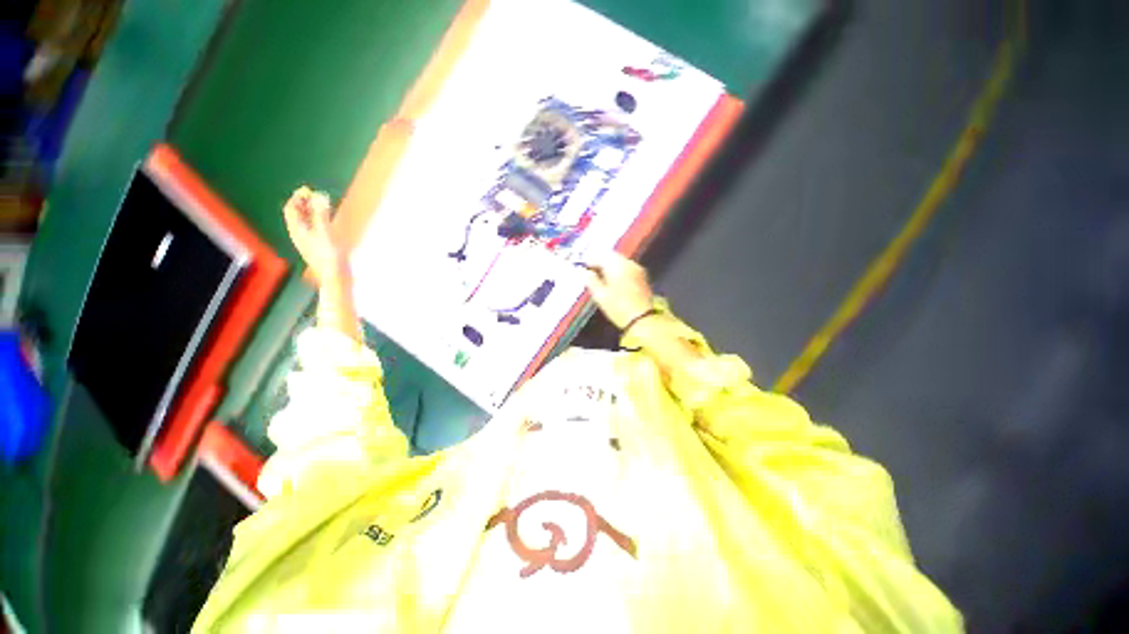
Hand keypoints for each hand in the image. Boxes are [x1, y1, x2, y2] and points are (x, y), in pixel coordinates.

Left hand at [283, 186, 348, 284]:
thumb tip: (319, 195)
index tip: (308, 189)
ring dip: (312, 211)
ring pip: (307, 222)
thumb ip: (321, 214)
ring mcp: (310, 242)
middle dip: (304, 203)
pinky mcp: (320, 247)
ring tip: (322, 204)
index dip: (297, 197)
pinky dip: (319, 220)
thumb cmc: (329, 256)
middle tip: (315, 194)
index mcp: (297, 230)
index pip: (291, 209)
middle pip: (298, 215)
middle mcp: (300, 235)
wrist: (336, 277)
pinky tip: (328, 220)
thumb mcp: (325, 232)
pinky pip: (316, 229)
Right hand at [584, 252, 654, 328]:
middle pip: (611, 256)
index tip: (582, 266)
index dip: (589, 259)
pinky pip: (626, 268)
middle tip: (590, 270)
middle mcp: (628, 262)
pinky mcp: (642, 277)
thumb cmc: (618, 307)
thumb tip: (585, 272)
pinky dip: (618, 271)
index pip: (600, 255)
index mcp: (616, 264)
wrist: (643, 319)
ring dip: (609, 266)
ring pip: (619, 261)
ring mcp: (637, 269)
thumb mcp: (600, 295)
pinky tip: (613, 280)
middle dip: (600, 261)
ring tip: (600, 276)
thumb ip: (591, 280)